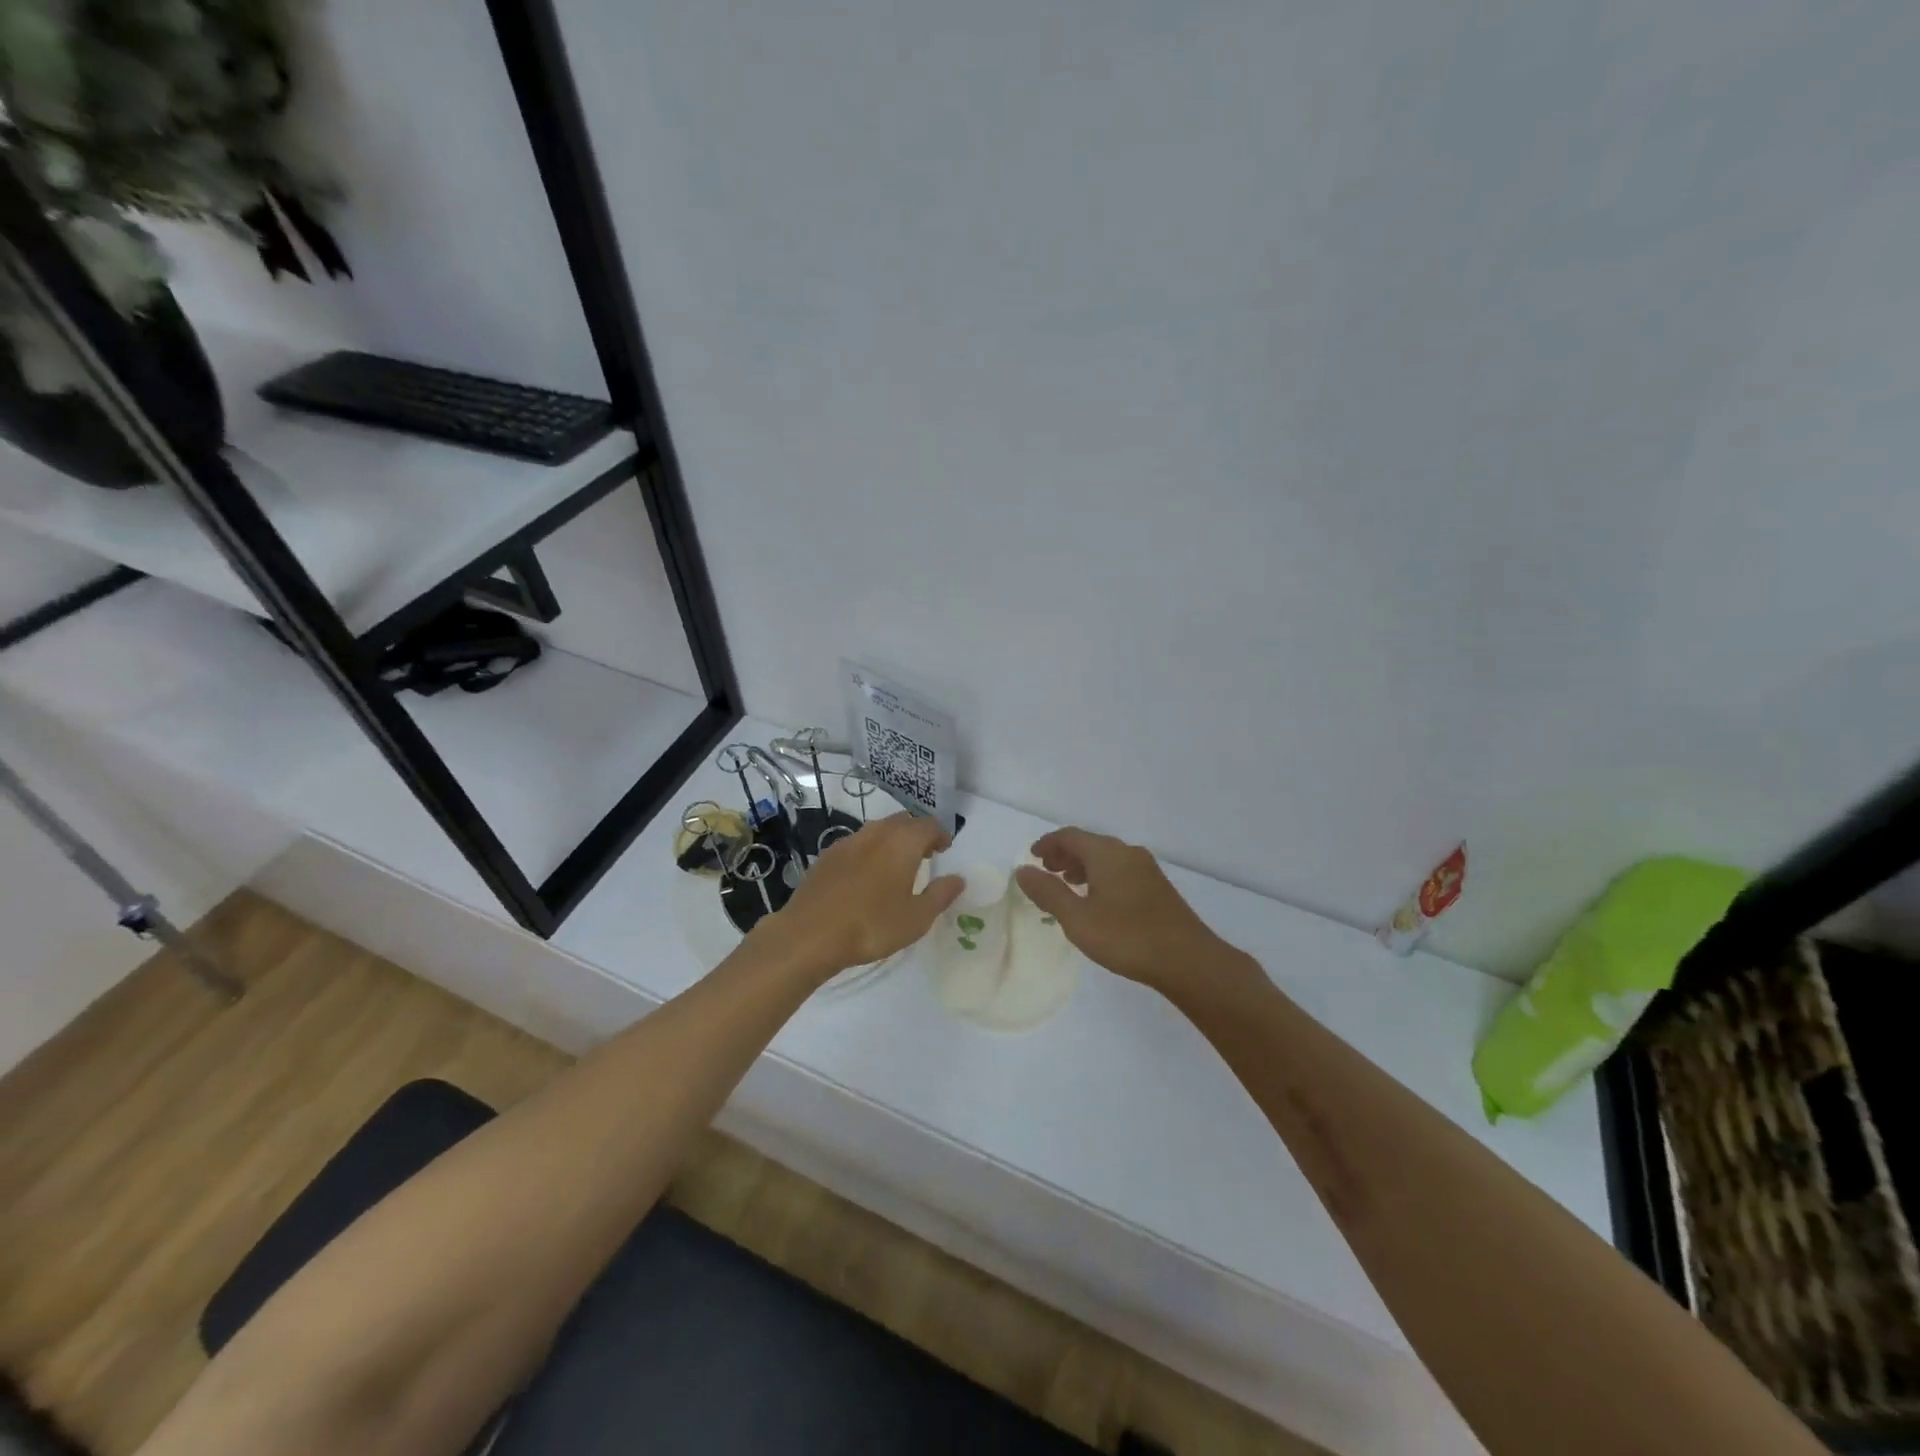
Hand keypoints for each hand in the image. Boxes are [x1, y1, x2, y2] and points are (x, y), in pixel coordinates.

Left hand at [765, 813, 964, 978]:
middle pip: (902, 821)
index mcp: (902, 842)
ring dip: (892, 841)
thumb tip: (958, 878)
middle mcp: (876, 833)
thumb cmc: (871, 926)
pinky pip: (856, 844)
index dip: (940, 834)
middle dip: (916, 833)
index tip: (945, 848)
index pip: (928, 825)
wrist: (810, 935)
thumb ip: (940, 895)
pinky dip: (869, 851)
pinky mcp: (826, 856)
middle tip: (925, 854)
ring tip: (896, 866)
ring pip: (877, 830)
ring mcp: (847, 842)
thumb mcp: (916, 918)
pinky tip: (866, 876)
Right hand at [1014, 828, 1234, 994]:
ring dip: (1083, 865)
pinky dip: (1100, 875)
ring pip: (1106, 857)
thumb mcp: (1077, 918)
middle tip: (1046, 871)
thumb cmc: (1126, 937)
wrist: (1187, 960)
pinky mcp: (1157, 887)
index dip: (1048, 843)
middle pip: (1089, 843)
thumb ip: (1048, 892)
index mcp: (1106, 853)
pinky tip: (1097, 900)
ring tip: (1067, 884)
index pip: (1070, 836)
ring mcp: (1146, 869)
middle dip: (1065, 854)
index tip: (1032, 857)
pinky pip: (1120, 870)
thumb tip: (1022, 871)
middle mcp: (1127, 853)